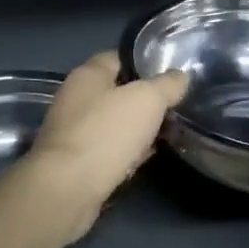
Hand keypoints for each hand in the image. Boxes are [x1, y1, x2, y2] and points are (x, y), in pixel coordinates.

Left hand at [24, 51, 187, 235]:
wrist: (68, 189)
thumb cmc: (107, 133)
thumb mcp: (148, 100)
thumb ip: (167, 84)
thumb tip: (180, 77)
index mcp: (88, 74)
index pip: (120, 57)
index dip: (146, 63)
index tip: (172, 74)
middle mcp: (75, 98)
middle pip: (118, 91)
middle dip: (146, 100)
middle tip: (175, 107)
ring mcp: (73, 131)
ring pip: (115, 123)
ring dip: (138, 128)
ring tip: (168, 133)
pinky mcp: (75, 162)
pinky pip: (108, 149)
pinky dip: (127, 152)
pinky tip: (146, 158)